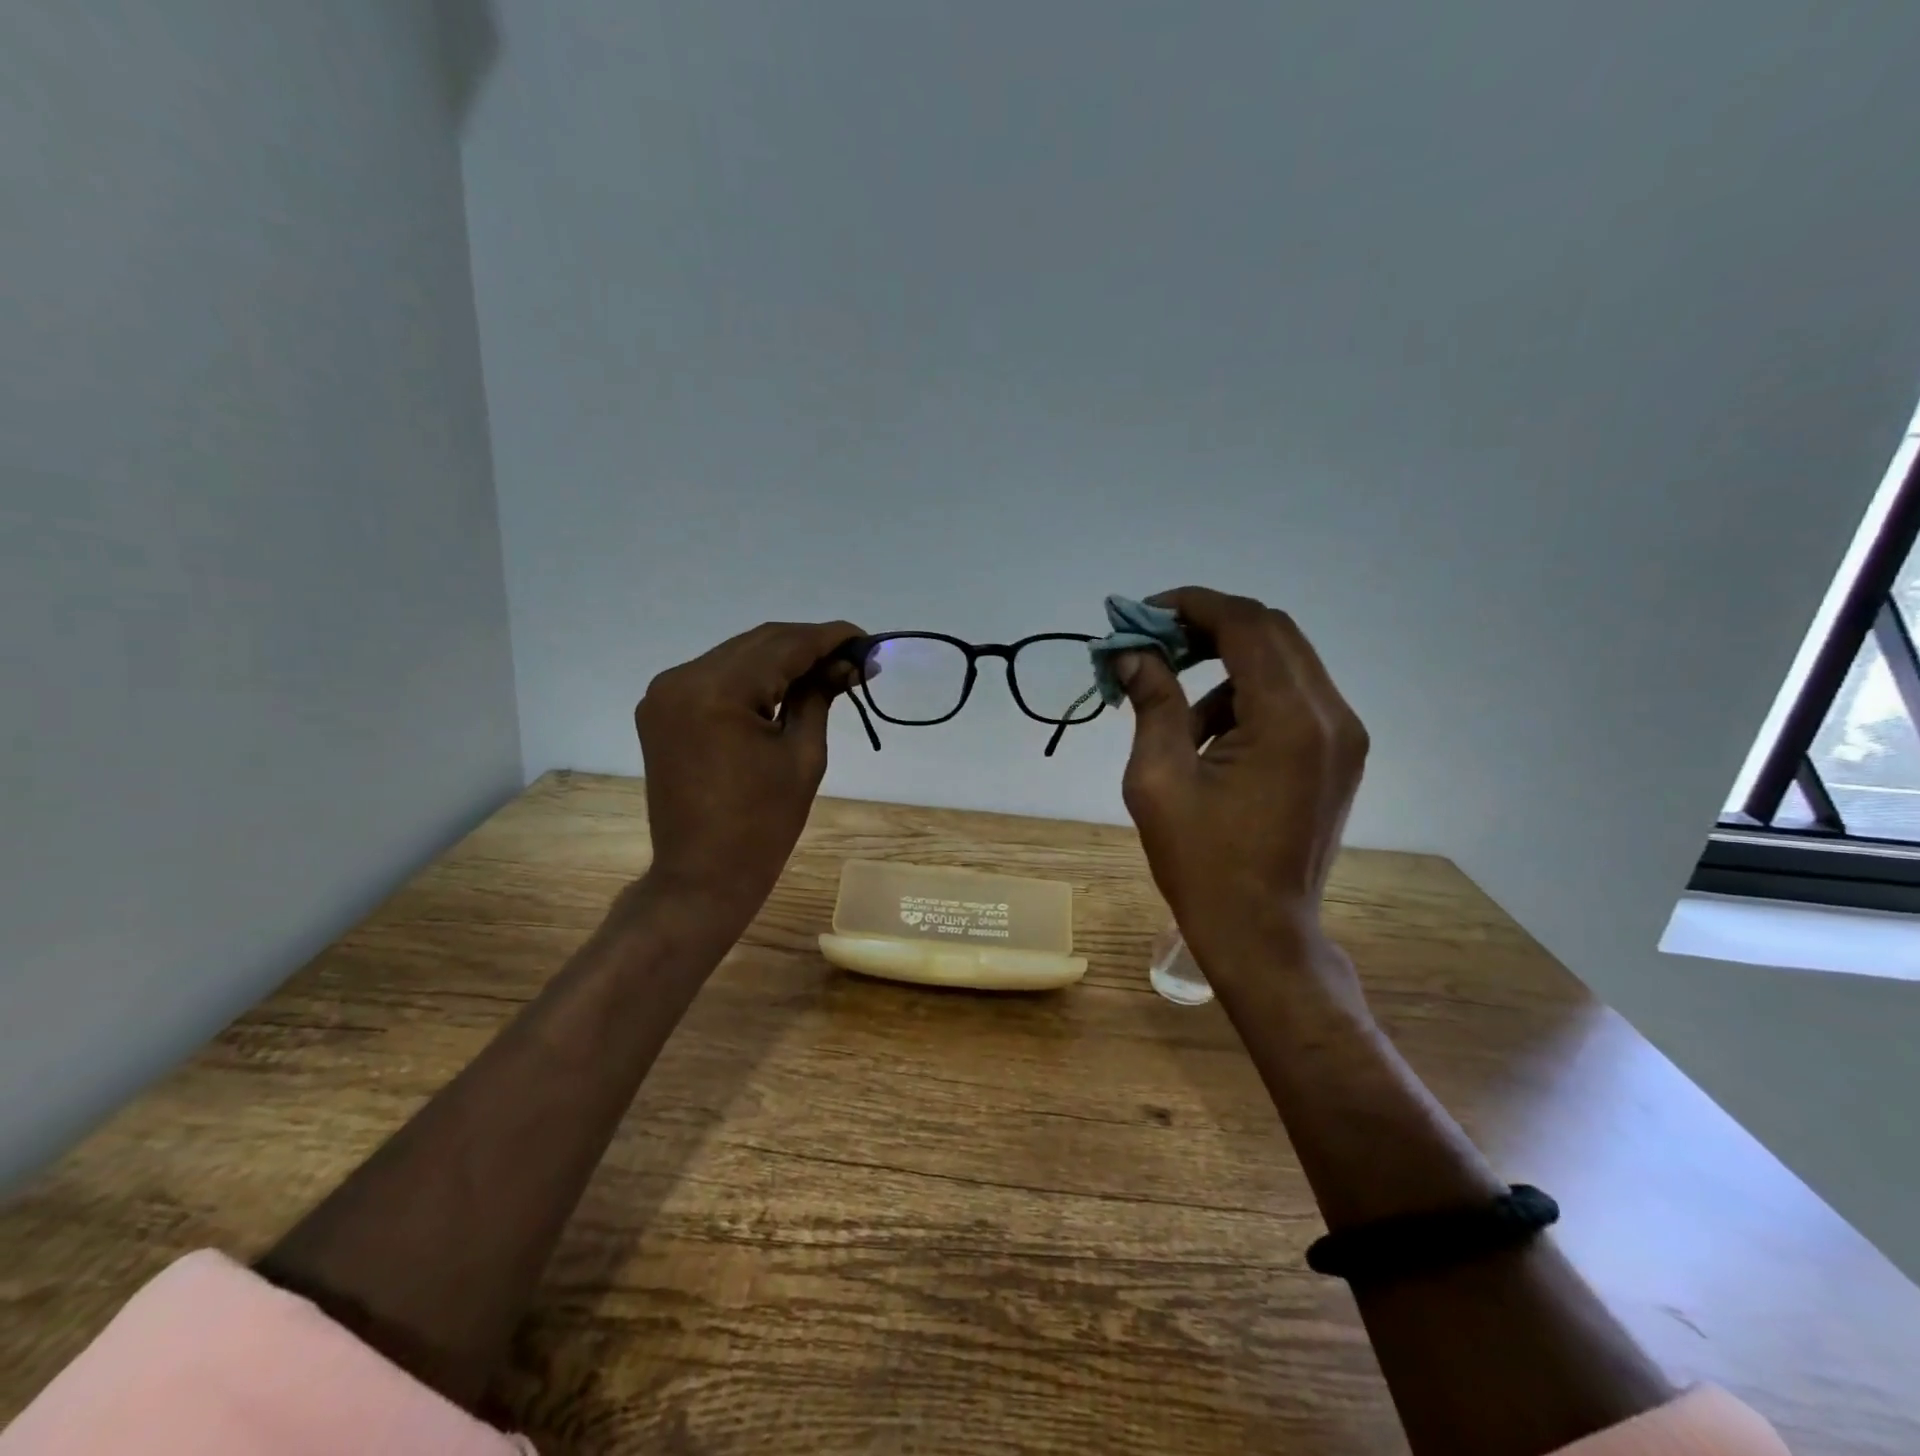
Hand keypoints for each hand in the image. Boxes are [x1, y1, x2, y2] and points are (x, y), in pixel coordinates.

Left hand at [636, 619, 862, 939]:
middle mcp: (682, 678)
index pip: (784, 645)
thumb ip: (820, 696)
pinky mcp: (663, 708)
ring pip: (738, 656)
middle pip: (759, 643)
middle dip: (809, 646)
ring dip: (782, 659)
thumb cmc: (763, 825)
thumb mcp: (803, 754)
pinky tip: (786, 686)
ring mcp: (666, 692)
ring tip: (827, 671)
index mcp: (716, 691)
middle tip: (853, 659)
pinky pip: (717, 677)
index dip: (830, 638)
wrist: (702, 875)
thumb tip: (848, 663)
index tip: (866, 640)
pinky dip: (754, 677)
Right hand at [1115, 587, 1368, 985]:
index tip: (1143, 614)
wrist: (1262, 933)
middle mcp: (1331, 715)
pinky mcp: (1340, 755)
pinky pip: (1293, 697)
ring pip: (1283, 662)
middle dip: (1208, 627)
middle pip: (1272, 631)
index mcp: (1289, 720)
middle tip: (1154, 646)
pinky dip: (1248, 696)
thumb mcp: (1157, 779)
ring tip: (1176, 713)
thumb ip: (1152, 703)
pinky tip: (1211, 741)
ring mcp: (1344, 736)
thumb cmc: (1202, 863)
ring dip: (1225, 666)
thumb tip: (1131, 654)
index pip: (1245, 624)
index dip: (1191, 605)